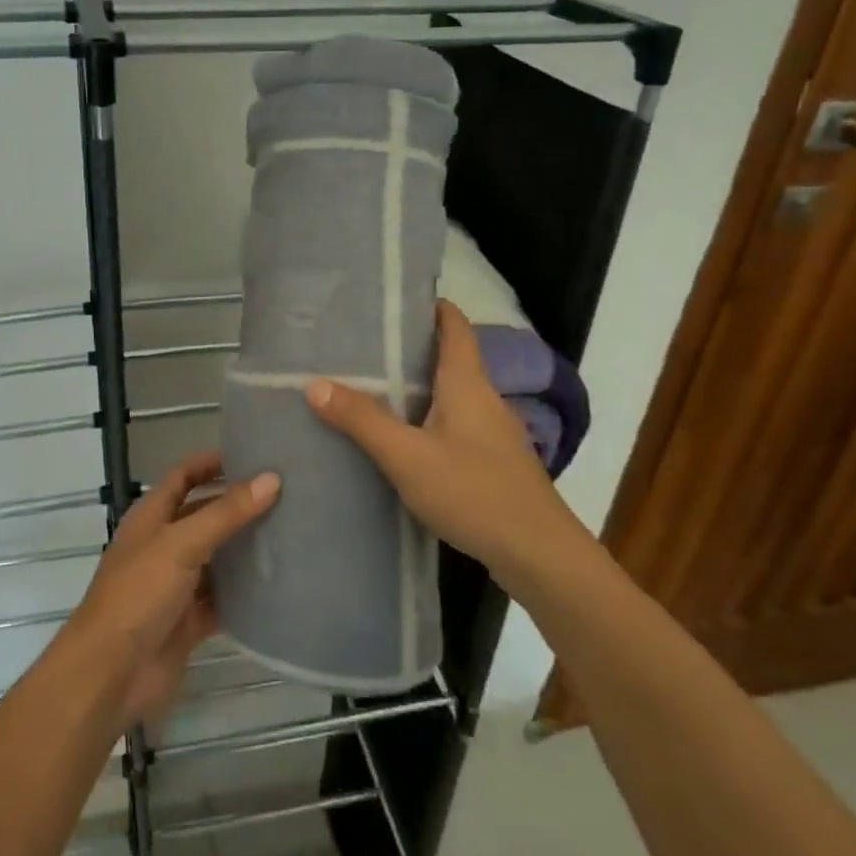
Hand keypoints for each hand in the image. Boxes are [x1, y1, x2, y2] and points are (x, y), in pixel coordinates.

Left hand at [67, 451, 279, 727]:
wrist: (111, 675)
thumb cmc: (138, 595)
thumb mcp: (181, 544)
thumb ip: (225, 513)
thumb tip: (272, 478)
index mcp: (151, 518)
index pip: (182, 477)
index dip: (210, 463)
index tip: (251, 453)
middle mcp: (163, 546)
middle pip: (203, 516)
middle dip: (237, 505)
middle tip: (284, 494)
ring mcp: (175, 586)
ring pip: (216, 559)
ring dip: (244, 550)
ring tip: (290, 533)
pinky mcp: (188, 622)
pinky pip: (221, 601)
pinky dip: (244, 594)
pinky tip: (278, 586)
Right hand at [306, 301, 593, 598]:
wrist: (540, 557)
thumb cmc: (475, 493)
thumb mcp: (407, 457)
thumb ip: (362, 420)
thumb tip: (315, 383)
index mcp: (467, 383)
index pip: (454, 325)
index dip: (429, 305)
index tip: (392, 298)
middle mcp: (484, 399)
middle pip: (449, 357)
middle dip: (409, 348)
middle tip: (361, 346)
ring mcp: (492, 433)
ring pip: (450, 394)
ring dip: (416, 387)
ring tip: (370, 389)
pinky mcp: (493, 463)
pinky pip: (454, 425)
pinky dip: (426, 419)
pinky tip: (401, 440)